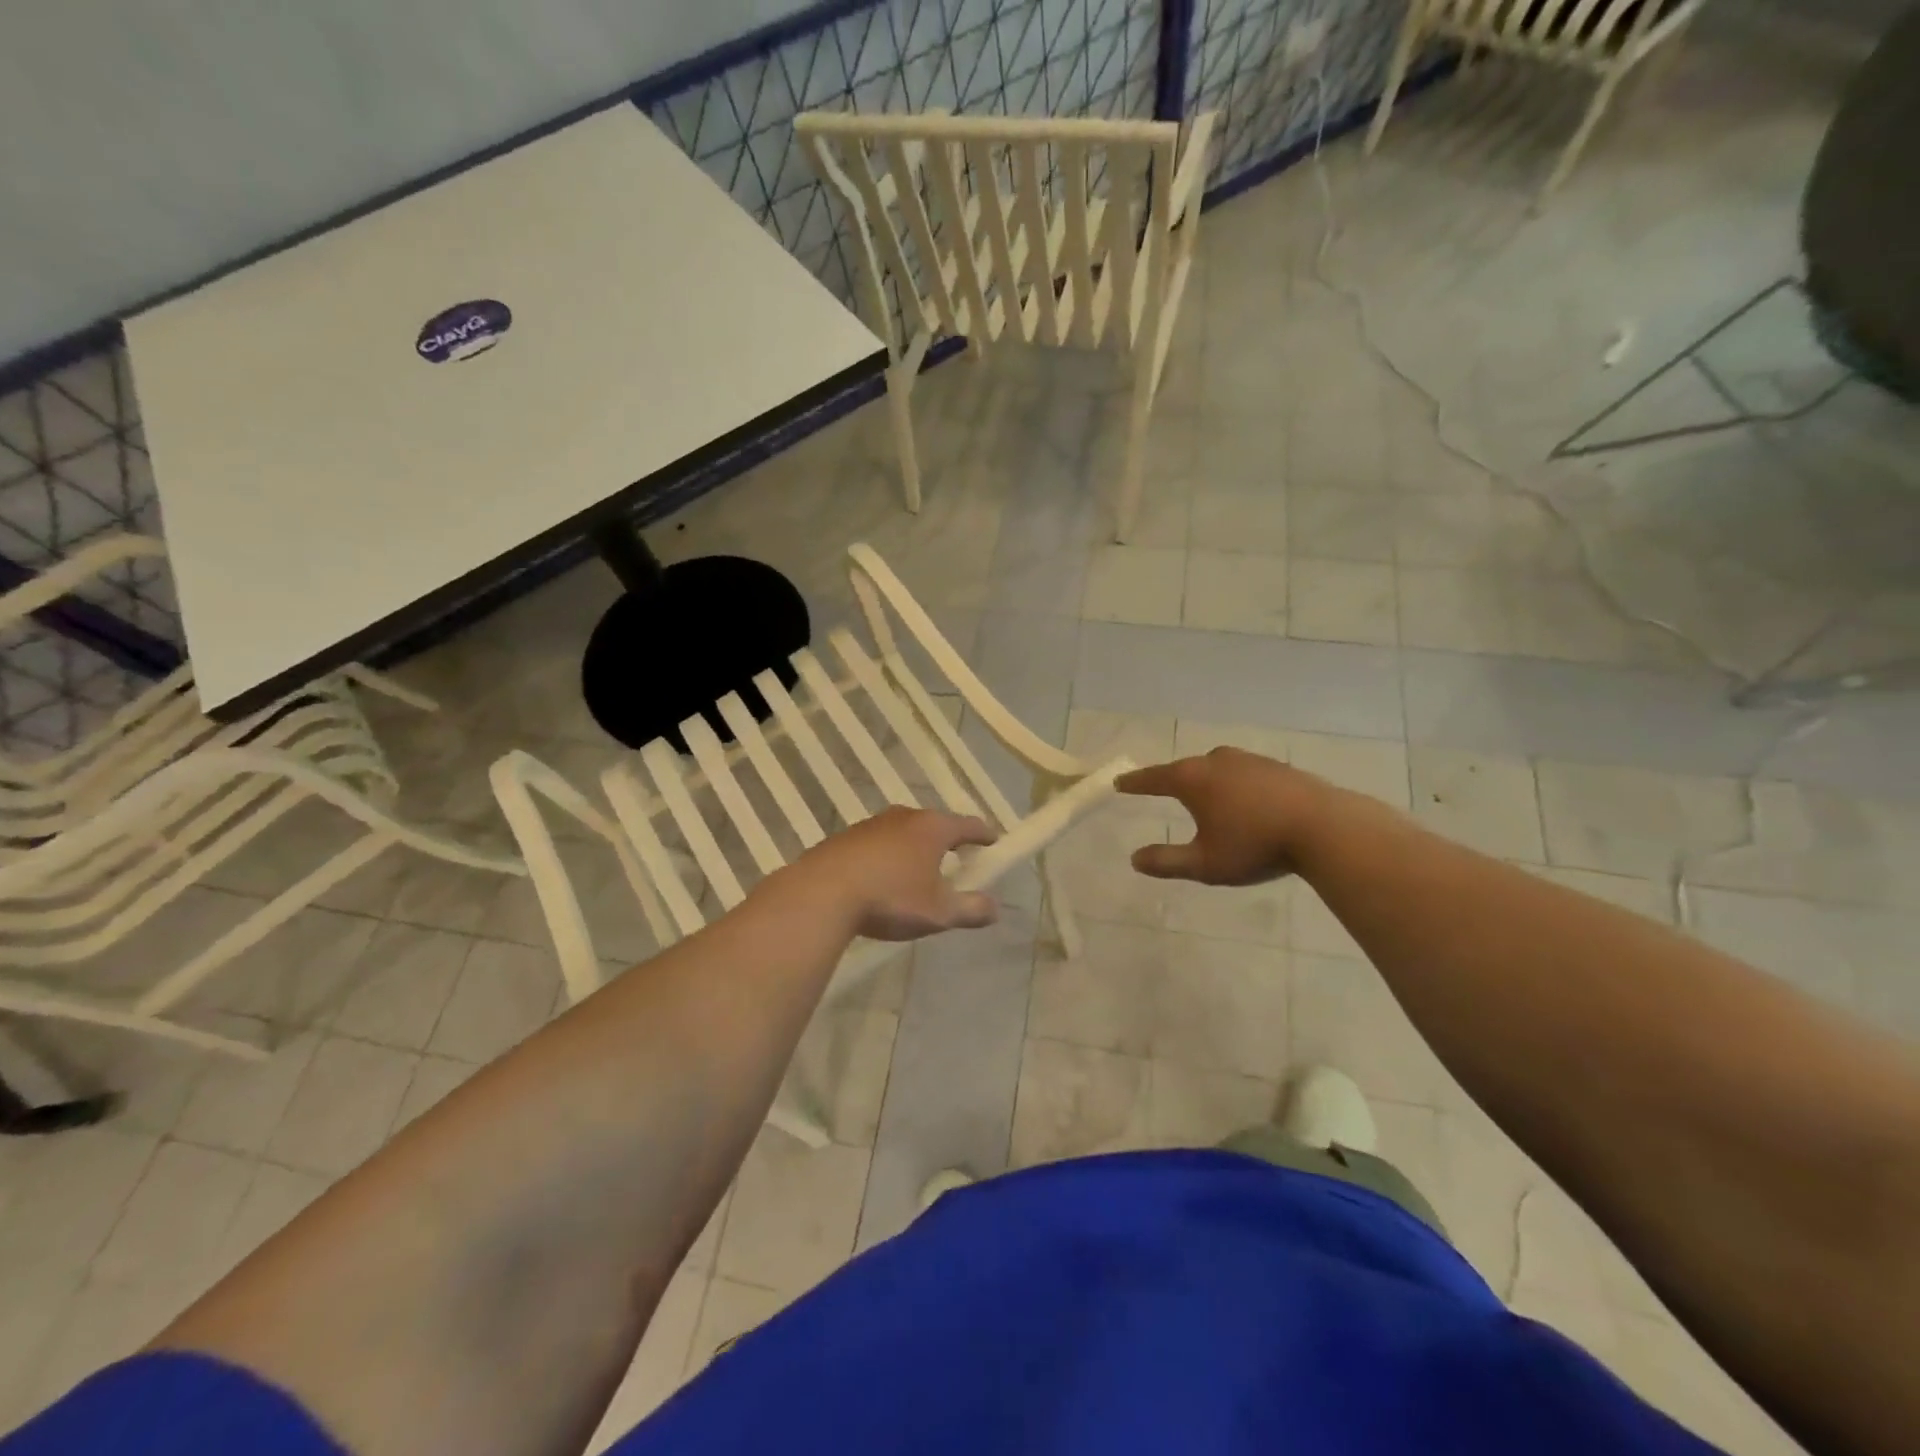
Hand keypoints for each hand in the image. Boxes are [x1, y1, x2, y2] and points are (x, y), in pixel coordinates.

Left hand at [780, 806, 999, 941]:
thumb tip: (995, 908)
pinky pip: (876, 843)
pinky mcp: (845, 838)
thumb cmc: (890, 898)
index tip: (993, 842)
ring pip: (903, 832)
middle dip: (947, 840)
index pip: (968, 825)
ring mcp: (871, 824)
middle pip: (934, 824)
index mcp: (932, 829)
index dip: (984, 834)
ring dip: (913, 847)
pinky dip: (886, 856)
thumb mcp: (938, 912)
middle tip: (956, 858)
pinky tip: (880, 879)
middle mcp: (904, 817)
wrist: (822, 894)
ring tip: (916, 871)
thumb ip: (970, 909)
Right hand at [1115, 749, 1323, 884]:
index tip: (1120, 783)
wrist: (1325, 828)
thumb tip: (1135, 859)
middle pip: (1186, 768)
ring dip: (1207, 781)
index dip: (1135, 782)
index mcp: (1193, 779)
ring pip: (1217, 768)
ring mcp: (1250, 761)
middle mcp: (1217, 761)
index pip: (1154, 778)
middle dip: (1173, 780)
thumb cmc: (1255, 845)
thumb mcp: (1205, 864)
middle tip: (1161, 790)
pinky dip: (1235, 785)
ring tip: (1205, 798)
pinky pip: (1244, 773)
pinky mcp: (1277, 767)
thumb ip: (1167, 861)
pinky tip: (1245, 801)